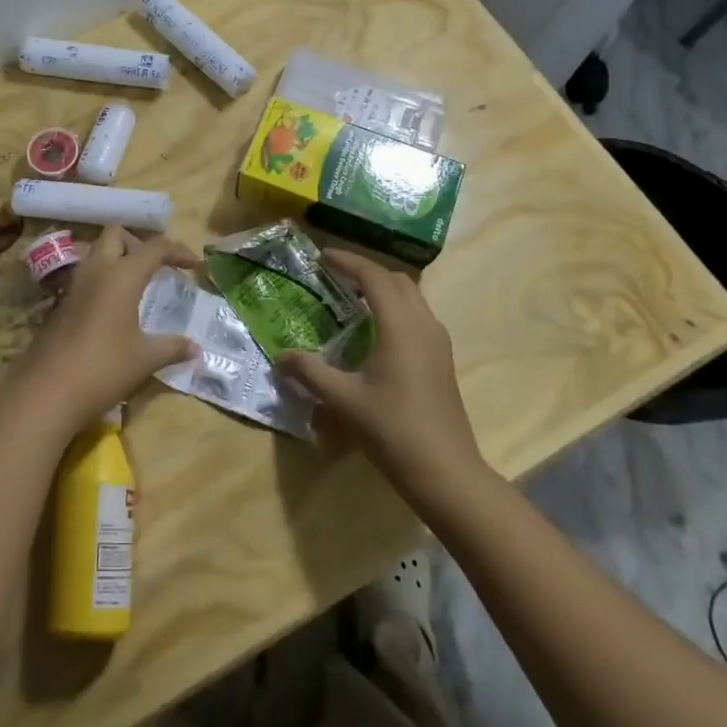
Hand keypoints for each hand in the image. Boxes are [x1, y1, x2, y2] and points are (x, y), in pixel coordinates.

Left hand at [15, 225, 199, 433]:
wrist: (47, 391)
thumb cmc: (103, 368)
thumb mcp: (145, 359)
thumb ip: (172, 347)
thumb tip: (196, 349)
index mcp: (122, 275)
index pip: (155, 248)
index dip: (178, 251)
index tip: (194, 265)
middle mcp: (97, 270)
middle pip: (116, 234)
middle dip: (139, 243)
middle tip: (156, 267)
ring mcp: (75, 285)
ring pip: (97, 252)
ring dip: (118, 258)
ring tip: (137, 284)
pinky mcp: (62, 303)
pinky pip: (87, 276)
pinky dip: (104, 279)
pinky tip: (115, 308)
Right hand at [278, 249, 482, 500]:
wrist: (446, 470)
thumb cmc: (393, 429)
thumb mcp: (343, 400)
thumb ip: (310, 372)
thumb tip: (281, 357)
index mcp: (401, 325)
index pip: (374, 276)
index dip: (348, 261)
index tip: (322, 256)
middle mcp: (424, 324)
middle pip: (397, 279)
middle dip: (366, 270)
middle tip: (335, 274)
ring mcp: (437, 341)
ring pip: (412, 296)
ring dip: (383, 288)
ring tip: (351, 297)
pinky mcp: (441, 358)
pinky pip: (417, 315)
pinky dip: (394, 307)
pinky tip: (374, 329)